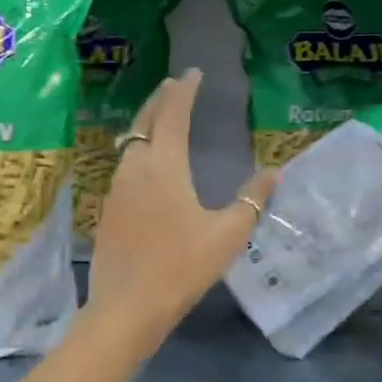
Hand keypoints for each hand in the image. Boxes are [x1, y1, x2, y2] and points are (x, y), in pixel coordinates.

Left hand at [86, 69, 277, 351]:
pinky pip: (124, 167)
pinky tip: (146, 167)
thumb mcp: (227, 235)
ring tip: (162, 120)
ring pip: (130, 143)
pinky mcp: (107, 210)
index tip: (193, 73)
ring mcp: (116, 190)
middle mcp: (135, 169)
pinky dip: (137, 151)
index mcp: (164, 167)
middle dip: (160, 99)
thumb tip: (273, 173)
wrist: (126, 307)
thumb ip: (251, 200)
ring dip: (146, 124)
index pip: (173, 115)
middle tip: (174, 85)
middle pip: (145, 122)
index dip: (184, 91)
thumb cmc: (181, 268)